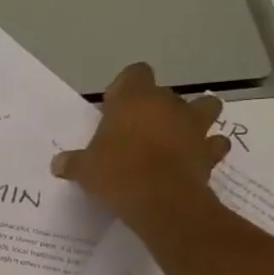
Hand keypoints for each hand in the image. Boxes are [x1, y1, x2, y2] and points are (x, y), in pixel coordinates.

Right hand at [50, 63, 231, 229]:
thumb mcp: (84, 169)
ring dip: (194, 118)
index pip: (135, 73)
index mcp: (135, 99)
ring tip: (177, 137)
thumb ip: (73, 162)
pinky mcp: (211, 151)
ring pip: (205, 107)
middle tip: (137, 131)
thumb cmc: (117, 174)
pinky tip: (194, 160)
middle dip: (155, 108)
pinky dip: (208, 149)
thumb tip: (58, 163)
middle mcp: (168, 104)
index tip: (113, 108)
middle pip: (166, 93)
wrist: (162, 201)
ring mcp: (194, 126)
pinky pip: (215, 143)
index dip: (125, 88)